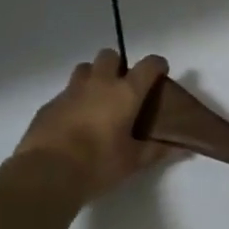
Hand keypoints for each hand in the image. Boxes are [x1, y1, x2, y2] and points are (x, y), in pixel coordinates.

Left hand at [13, 50, 172, 206]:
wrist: (47, 172)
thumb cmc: (98, 164)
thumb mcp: (132, 161)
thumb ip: (156, 151)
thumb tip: (182, 149)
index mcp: (125, 93)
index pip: (148, 65)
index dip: (157, 65)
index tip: (160, 73)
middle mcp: (99, 83)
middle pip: (110, 56)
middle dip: (118, 66)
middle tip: (122, 89)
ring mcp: (71, 91)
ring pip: (84, 69)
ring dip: (93, 77)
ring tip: (97, 101)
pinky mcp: (49, 104)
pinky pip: (65, 92)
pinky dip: (74, 100)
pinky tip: (74, 122)